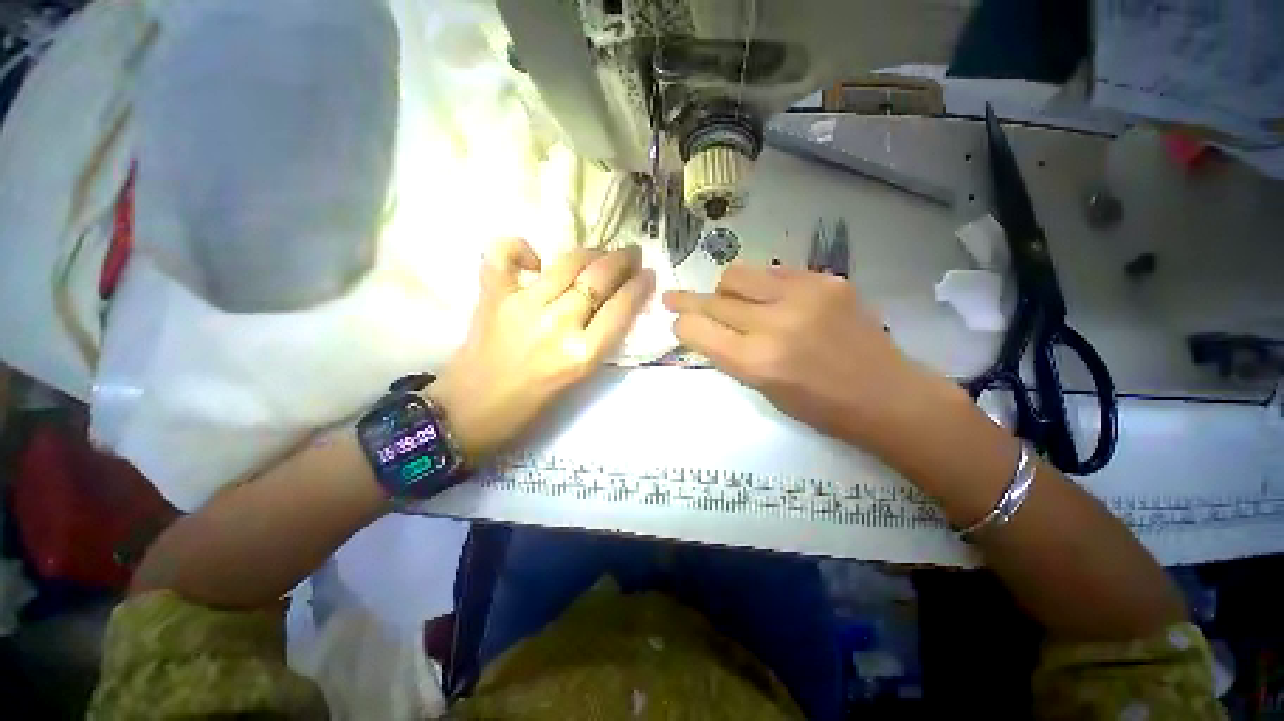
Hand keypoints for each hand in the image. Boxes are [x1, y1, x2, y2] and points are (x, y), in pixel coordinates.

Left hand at [429, 239, 654, 463]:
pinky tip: (533, 256)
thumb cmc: (531, 404)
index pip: (621, 308)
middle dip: (622, 260)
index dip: (639, 286)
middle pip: (598, 278)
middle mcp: (557, 324)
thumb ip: (600, 341)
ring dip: (590, 252)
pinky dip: (519, 247)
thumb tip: (615, 305)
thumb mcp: (580, 378)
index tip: (648, 274)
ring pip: (567, 262)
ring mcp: (523, 305)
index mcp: (582, 354)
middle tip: (631, 254)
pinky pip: (505, 254)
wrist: (471, 411)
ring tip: (599, 253)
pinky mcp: (492, 296)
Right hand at [663, 264, 951, 447]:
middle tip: (673, 298)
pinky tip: (770, 299)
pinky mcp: (826, 280)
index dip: (681, 325)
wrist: (885, 394)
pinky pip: (774, 272)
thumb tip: (705, 329)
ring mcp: (803, 295)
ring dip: (724, 289)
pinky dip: (762, 285)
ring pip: (737, 274)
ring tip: (729, 300)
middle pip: (712, 299)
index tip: (678, 323)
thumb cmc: (819, 407)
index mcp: (756, 362)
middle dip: (687, 301)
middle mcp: (774, 323)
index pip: (696, 329)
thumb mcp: (762, 390)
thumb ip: (730, 356)